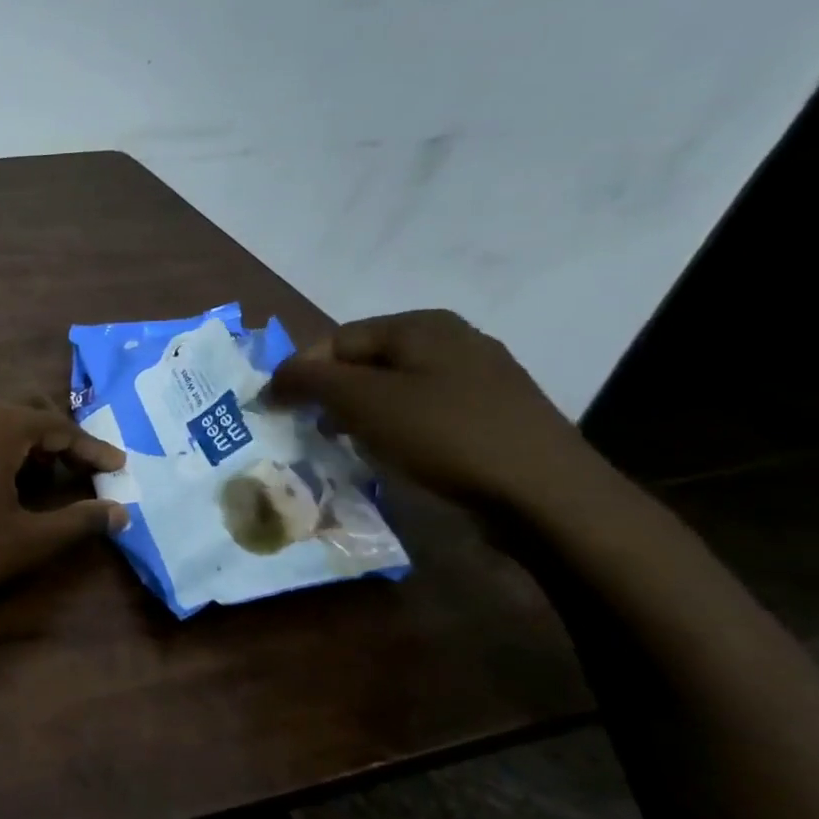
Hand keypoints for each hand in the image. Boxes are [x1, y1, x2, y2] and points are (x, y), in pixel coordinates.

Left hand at [0, 398, 128, 608]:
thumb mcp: (22, 542)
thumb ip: (76, 523)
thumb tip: (121, 512)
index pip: (61, 427)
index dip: (93, 450)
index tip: (118, 468)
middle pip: (25, 413)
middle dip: (55, 443)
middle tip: (73, 476)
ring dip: (17, 445)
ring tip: (29, 483)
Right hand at [267, 309, 607, 516]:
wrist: (545, 494)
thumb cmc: (445, 435)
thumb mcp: (363, 402)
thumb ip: (309, 380)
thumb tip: (273, 378)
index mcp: (420, 325)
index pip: (335, 339)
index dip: (300, 372)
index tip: (276, 411)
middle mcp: (451, 340)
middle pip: (364, 362)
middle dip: (328, 394)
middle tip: (307, 430)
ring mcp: (477, 377)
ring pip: (392, 388)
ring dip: (357, 414)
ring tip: (342, 446)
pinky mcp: (490, 414)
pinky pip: (421, 411)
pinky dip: (392, 428)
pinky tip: (389, 455)